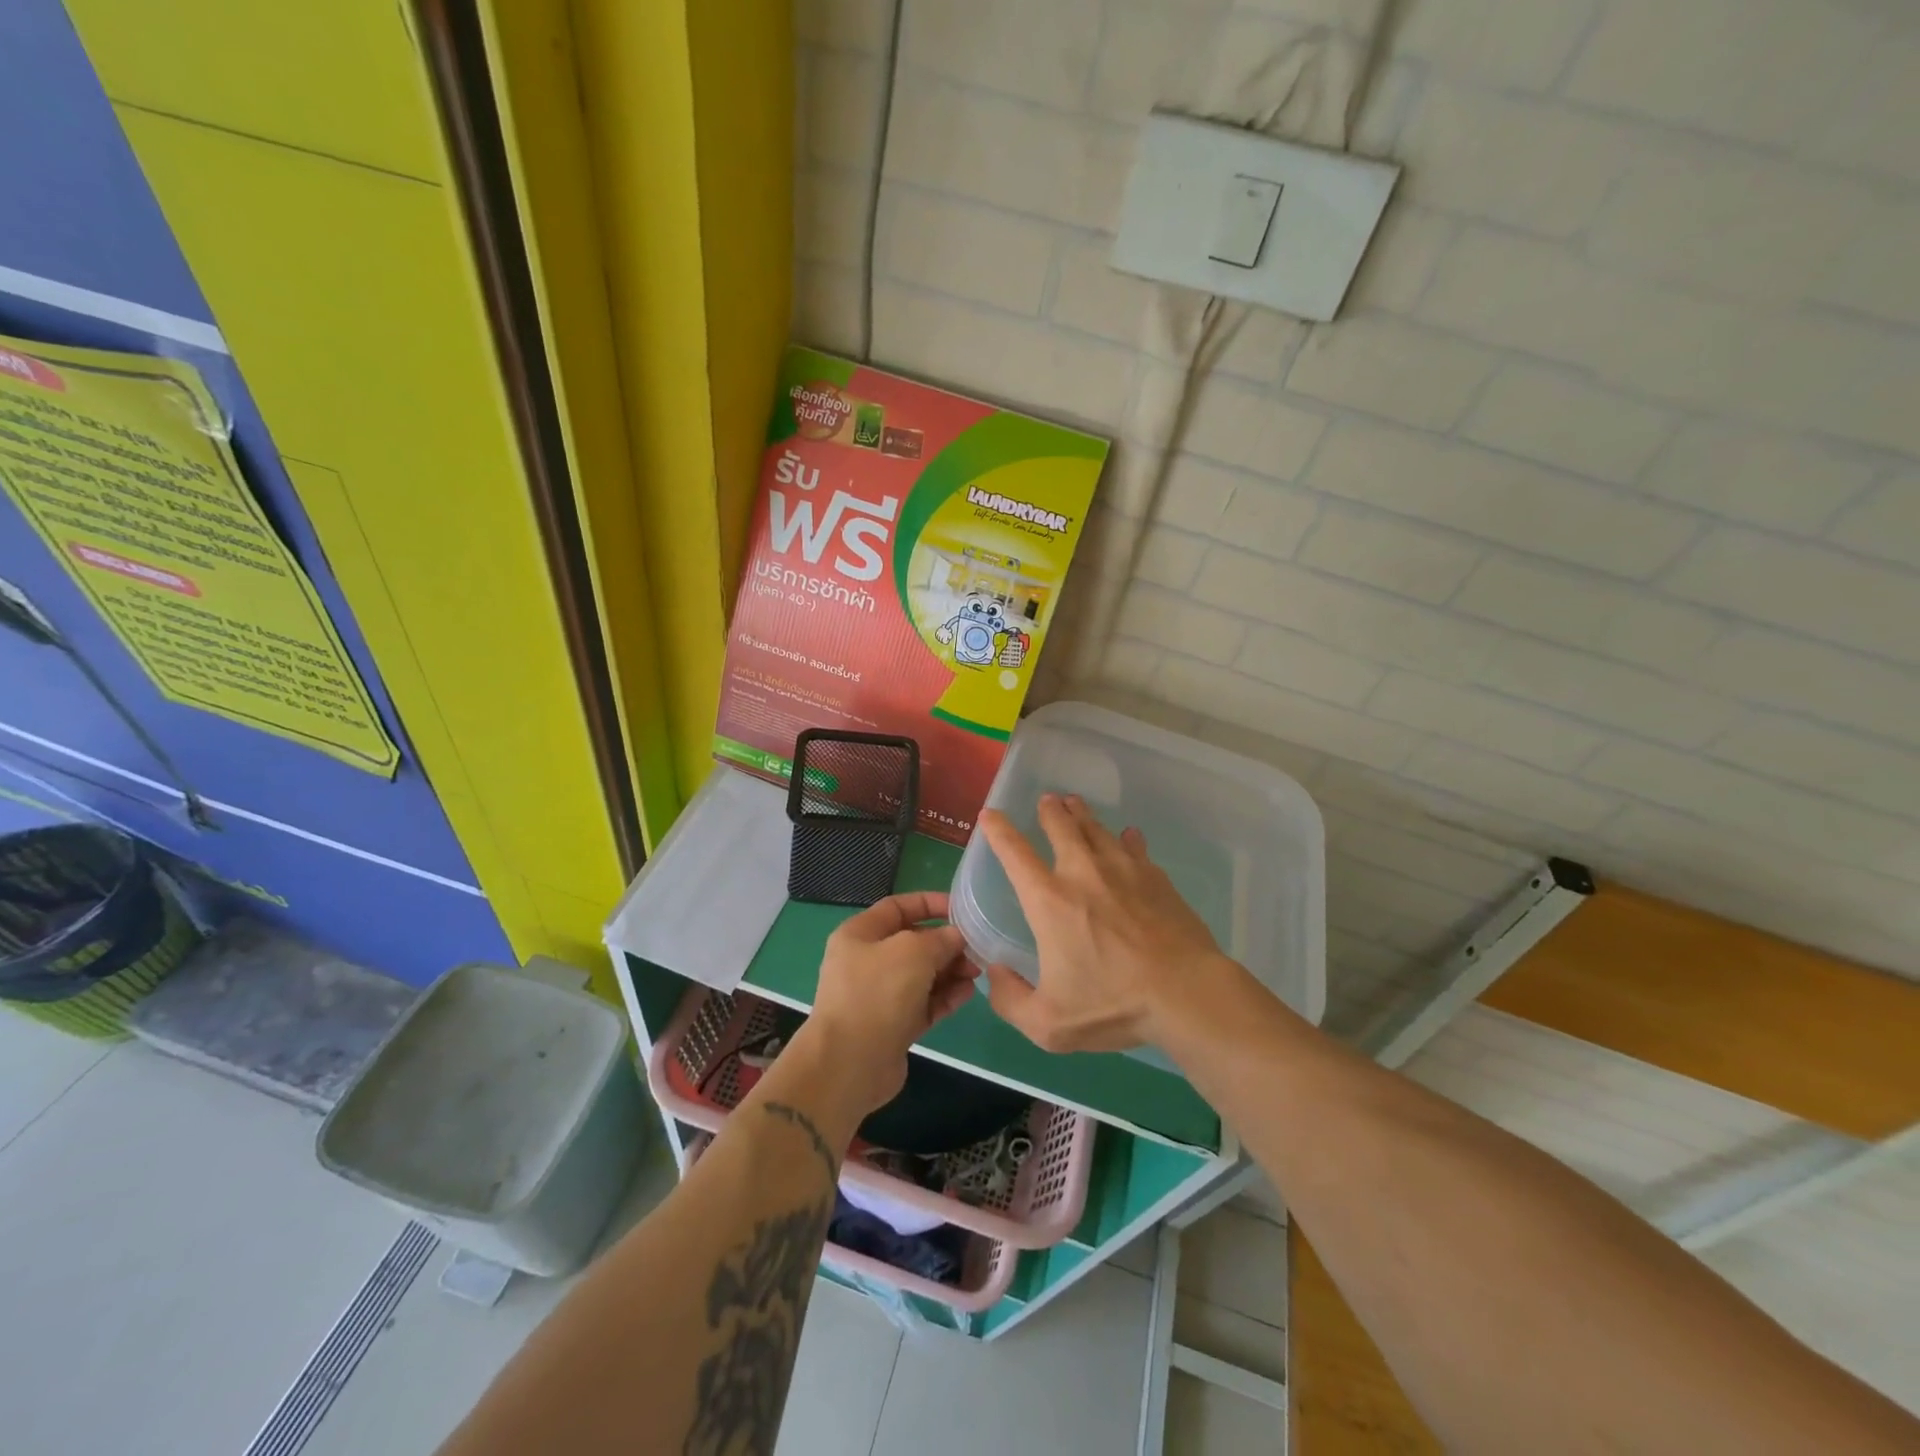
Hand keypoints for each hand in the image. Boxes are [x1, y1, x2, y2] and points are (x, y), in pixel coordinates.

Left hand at [801, 891, 979, 1115]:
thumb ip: (939, 939)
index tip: (962, 909)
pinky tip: (968, 994)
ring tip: (976, 973)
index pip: (898, 907)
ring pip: (922, 975)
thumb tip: (955, 937)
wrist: (849, 1065)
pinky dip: (945, 997)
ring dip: (950, 971)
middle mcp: (867, 962)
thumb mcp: (912, 952)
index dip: (931, 904)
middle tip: (976, 949)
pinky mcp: (893, 1026)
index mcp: (860, 934)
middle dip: (946, 943)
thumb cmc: (876, 994)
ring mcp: (879, 996)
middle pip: (913, 943)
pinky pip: (924, 1004)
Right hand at [980, 794, 1234, 1053]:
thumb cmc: (1113, 1004)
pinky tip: (1129, 836)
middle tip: (1047, 800)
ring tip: (1075, 804)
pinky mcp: (1155, 877)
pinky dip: (1127, 839)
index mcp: (1049, 900)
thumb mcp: (1048, 1024)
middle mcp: (1082, 873)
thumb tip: (995, 974)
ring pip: (1097, 829)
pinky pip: (1135, 847)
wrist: (1185, 992)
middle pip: (1061, 826)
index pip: (1014, 853)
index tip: (990, 814)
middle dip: (1050, 810)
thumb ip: (1010, 1000)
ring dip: (1082, 814)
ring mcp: (1123, 870)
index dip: (998, 830)